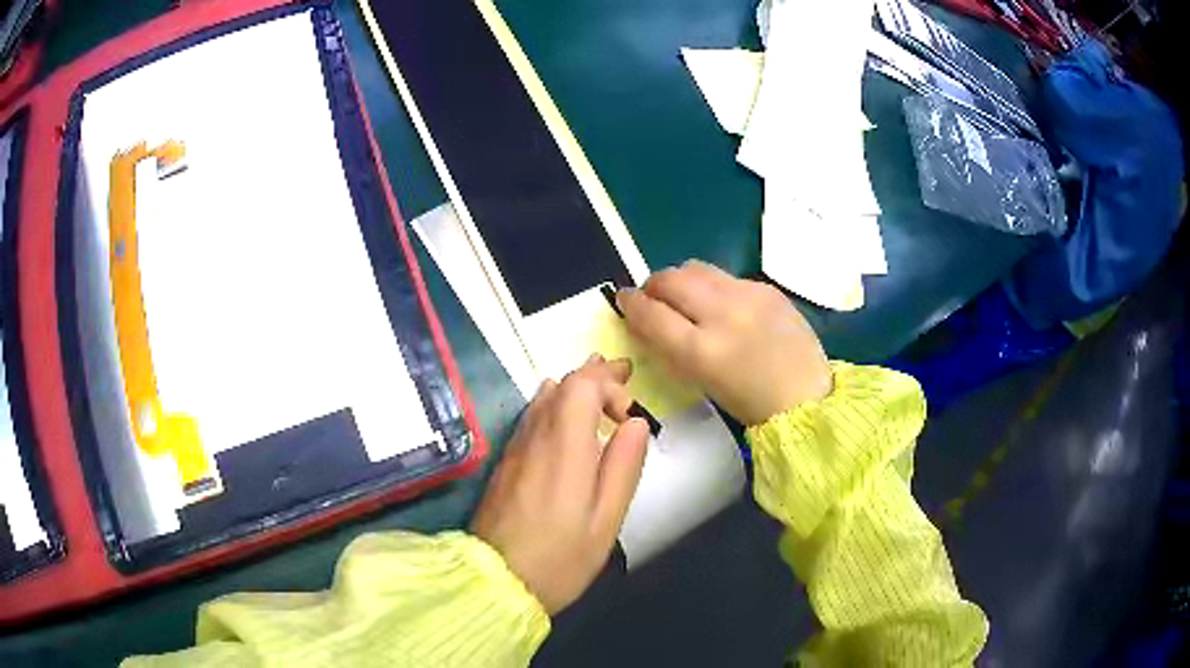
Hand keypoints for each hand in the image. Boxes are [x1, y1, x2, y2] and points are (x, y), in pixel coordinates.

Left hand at [471, 356, 650, 614]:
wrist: (497, 581)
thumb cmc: (561, 558)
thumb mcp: (606, 520)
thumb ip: (623, 467)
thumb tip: (636, 424)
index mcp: (564, 447)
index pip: (580, 386)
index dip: (608, 385)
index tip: (628, 414)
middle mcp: (535, 438)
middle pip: (561, 385)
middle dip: (594, 375)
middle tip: (622, 374)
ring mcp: (515, 448)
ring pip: (542, 398)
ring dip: (573, 386)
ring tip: (598, 385)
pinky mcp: (506, 462)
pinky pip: (531, 417)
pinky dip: (554, 404)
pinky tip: (564, 417)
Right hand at [618, 260, 831, 425]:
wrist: (806, 396)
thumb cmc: (748, 402)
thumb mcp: (700, 381)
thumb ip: (669, 348)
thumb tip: (645, 319)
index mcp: (702, 351)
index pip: (651, 313)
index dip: (630, 303)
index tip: (624, 299)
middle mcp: (723, 315)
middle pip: (670, 280)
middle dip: (652, 285)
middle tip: (651, 295)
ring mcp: (748, 296)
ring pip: (695, 268)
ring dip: (679, 279)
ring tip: (682, 294)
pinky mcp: (766, 288)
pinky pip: (725, 277)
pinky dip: (711, 287)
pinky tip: (721, 304)